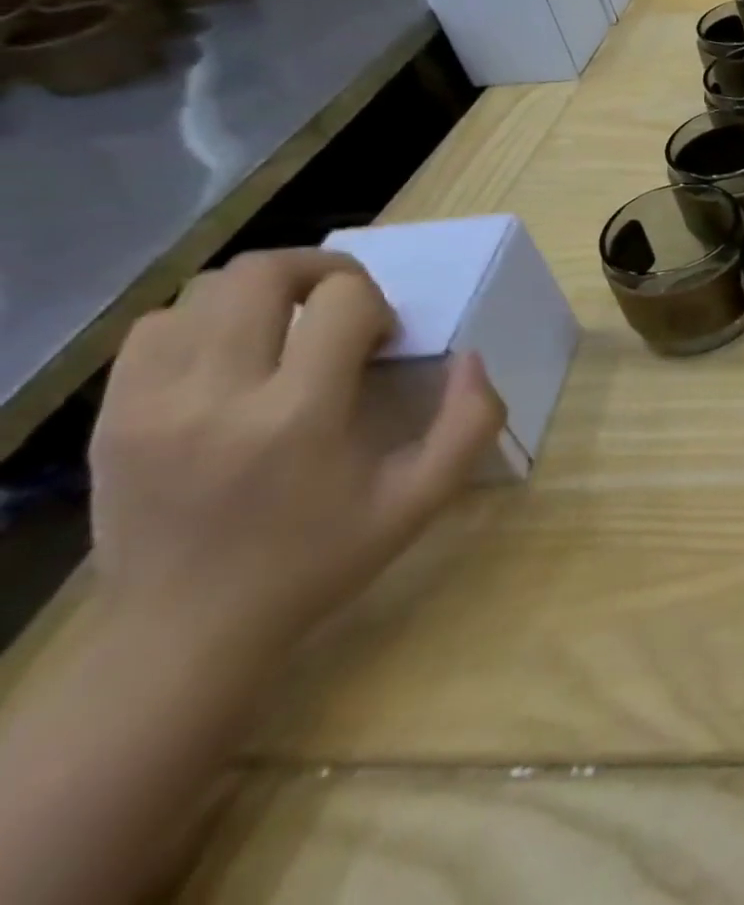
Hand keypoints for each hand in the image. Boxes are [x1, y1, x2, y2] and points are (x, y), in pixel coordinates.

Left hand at [89, 249, 505, 662]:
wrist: (186, 633)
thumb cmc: (320, 559)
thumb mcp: (424, 498)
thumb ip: (471, 421)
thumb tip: (471, 356)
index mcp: (298, 416)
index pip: (343, 300)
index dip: (378, 306)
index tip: (381, 346)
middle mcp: (216, 396)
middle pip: (263, 272)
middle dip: (323, 271)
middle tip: (347, 306)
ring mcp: (150, 404)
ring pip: (205, 291)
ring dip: (264, 294)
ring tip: (291, 329)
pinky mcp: (112, 417)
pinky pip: (155, 328)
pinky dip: (203, 321)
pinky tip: (234, 356)